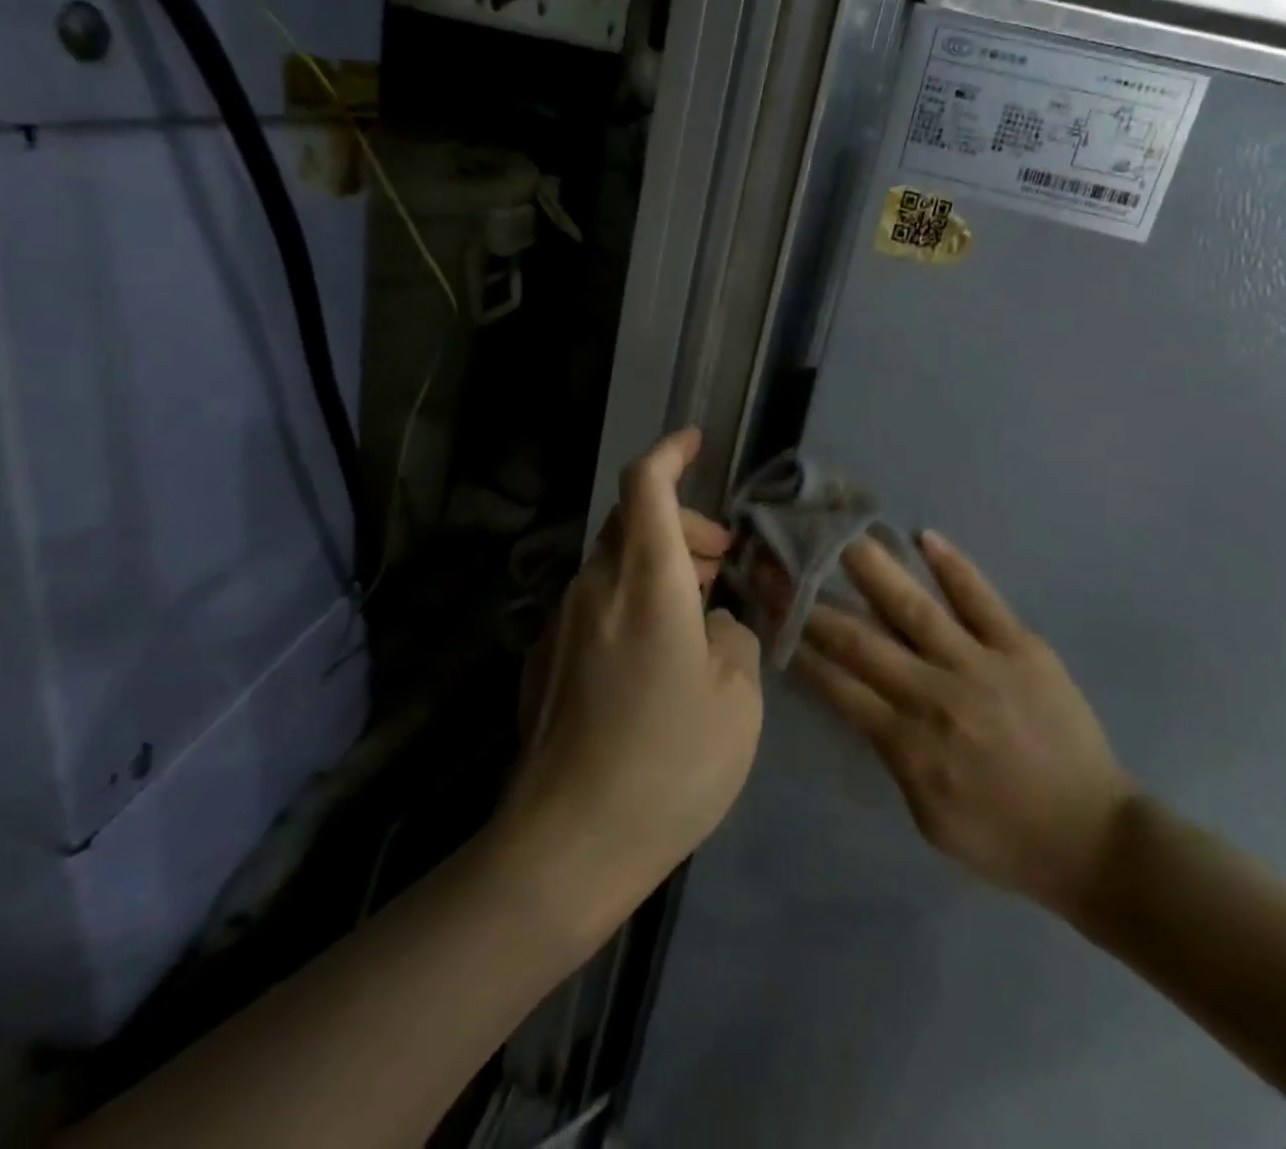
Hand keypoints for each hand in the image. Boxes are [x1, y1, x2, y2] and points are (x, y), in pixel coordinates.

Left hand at [504, 430, 763, 934]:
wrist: (568, 844)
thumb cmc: (670, 763)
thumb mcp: (738, 698)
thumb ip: (735, 638)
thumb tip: (716, 624)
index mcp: (646, 582)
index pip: (646, 486)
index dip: (670, 452)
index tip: (695, 441)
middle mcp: (596, 588)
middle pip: (631, 521)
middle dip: (683, 524)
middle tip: (724, 562)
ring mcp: (563, 624)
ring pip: (614, 562)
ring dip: (660, 563)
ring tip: (702, 605)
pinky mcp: (547, 659)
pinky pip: (597, 603)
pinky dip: (634, 599)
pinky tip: (660, 652)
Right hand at [800, 533, 1134, 919]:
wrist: (1092, 838)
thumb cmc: (1002, 837)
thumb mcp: (927, 817)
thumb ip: (891, 755)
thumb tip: (863, 700)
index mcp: (907, 742)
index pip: (837, 683)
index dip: (800, 644)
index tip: (773, 608)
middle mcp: (933, 694)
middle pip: (861, 639)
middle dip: (814, 600)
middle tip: (784, 560)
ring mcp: (979, 665)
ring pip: (914, 608)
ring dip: (873, 568)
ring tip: (842, 533)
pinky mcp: (1021, 647)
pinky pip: (982, 599)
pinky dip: (953, 566)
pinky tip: (925, 536)